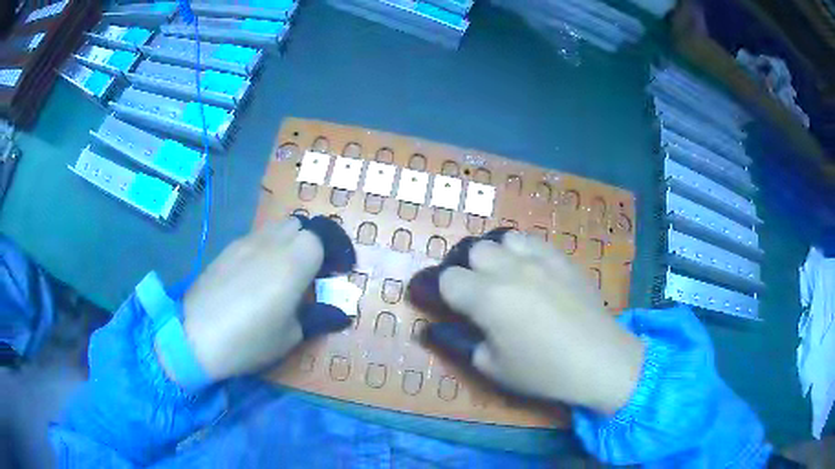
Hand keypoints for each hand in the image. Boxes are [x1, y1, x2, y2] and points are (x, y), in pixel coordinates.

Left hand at [168, 216, 355, 382]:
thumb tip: (338, 314)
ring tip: (284, 272)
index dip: (336, 250)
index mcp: (294, 261)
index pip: (324, 237)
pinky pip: (255, 238)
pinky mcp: (227, 249)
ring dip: (288, 243)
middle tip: (312, 271)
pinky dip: (267, 248)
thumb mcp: (290, 336)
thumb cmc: (249, 339)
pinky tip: (257, 275)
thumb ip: (317, 317)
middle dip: (312, 243)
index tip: (339, 271)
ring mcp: (246, 242)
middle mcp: (272, 242)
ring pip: (277, 228)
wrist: (195, 335)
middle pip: (300, 225)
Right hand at [409, 229, 644, 414]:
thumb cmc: (542, 371)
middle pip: (470, 251)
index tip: (429, 299)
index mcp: (487, 298)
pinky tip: (524, 268)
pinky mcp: (560, 258)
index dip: (432, 288)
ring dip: (490, 255)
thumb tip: (433, 328)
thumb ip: (457, 342)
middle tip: (466, 292)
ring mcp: (538, 258)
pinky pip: (530, 240)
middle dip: (461, 269)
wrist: (599, 359)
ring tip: (495, 275)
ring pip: (499, 238)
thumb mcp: (491, 367)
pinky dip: (517, 250)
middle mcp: (509, 269)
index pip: (445, 279)